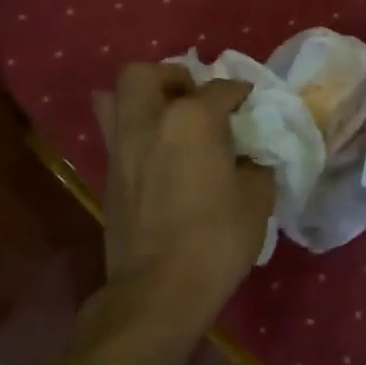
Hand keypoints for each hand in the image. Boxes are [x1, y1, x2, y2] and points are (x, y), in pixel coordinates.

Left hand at [93, 63, 274, 324]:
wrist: (159, 290)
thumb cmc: (216, 240)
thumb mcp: (256, 199)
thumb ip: (255, 164)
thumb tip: (248, 156)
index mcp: (191, 120)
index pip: (220, 89)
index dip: (239, 93)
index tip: (250, 103)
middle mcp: (149, 121)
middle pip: (146, 74)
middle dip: (172, 78)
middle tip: (195, 98)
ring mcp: (121, 146)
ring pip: (116, 98)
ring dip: (144, 98)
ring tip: (169, 119)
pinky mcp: (108, 174)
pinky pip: (115, 132)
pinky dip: (135, 129)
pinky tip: (160, 153)